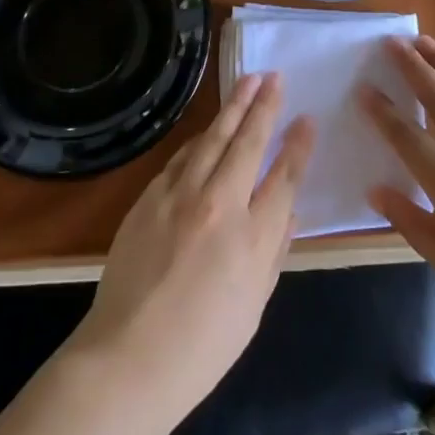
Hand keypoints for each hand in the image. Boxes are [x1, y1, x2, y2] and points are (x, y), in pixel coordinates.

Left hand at [69, 73, 314, 422]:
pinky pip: (181, 157)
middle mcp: (219, 204)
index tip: (307, 119)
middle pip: (248, 143)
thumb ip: (275, 251)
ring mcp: (180, 196)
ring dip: (232, 108)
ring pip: (212, 138)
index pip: (284, 176)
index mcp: (253, 237)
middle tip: (275, 77)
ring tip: (247, 82)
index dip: (298, 145)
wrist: (128, 358)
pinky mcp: (149, 198)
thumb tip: (290, 211)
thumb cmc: (202, 346)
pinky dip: (199, 139)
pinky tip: (208, 129)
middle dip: (265, 106)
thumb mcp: (255, 305)